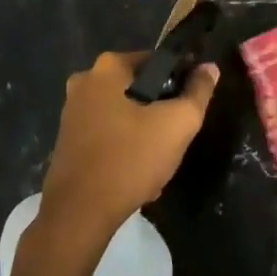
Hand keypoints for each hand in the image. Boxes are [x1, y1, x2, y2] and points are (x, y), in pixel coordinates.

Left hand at [40, 52, 218, 244]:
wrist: (79, 214)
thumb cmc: (130, 159)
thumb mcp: (178, 124)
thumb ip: (198, 92)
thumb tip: (209, 68)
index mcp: (108, 67)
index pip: (157, 62)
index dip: (179, 82)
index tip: (188, 108)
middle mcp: (84, 81)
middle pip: (139, 89)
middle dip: (159, 111)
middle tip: (173, 138)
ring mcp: (71, 111)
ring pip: (124, 114)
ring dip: (143, 133)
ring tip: (157, 160)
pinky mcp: (67, 139)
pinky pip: (107, 134)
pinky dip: (123, 147)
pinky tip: (135, 173)